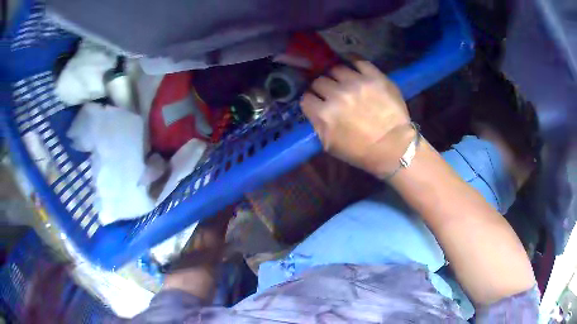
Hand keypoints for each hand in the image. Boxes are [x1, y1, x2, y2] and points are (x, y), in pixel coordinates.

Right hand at [301, 61, 412, 176]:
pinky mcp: (374, 77)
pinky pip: (358, 60)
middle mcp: (337, 94)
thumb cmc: (361, 152)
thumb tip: (314, 109)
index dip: (311, 100)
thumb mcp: (330, 145)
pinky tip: (352, 65)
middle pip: (319, 81)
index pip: (306, 97)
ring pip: (336, 69)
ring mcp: (356, 83)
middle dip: (322, 87)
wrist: (394, 147)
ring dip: (337, 76)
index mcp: (324, 114)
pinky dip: (352, 61)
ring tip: (343, 80)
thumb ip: (317, 124)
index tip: (316, 102)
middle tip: (330, 92)